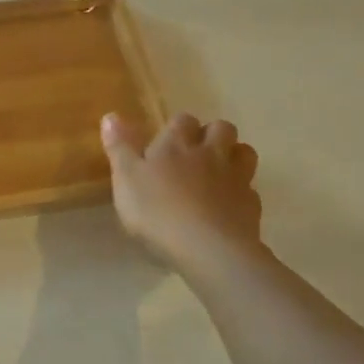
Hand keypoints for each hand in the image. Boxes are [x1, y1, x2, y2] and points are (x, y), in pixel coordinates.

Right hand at [101, 112, 263, 275]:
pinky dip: (240, 192)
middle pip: (221, 128)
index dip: (176, 127)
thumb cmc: (157, 211)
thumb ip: (119, 147)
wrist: (207, 248)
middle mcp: (210, 153)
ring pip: (244, 152)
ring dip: (233, 155)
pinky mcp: (251, 204)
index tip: (165, 142)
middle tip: (195, 153)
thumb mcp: (125, 179)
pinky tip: (226, 206)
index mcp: (176, 144)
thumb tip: (111, 115)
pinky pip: (250, 189)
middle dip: (210, 134)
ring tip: (217, 172)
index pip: (182, 120)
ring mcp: (236, 178)